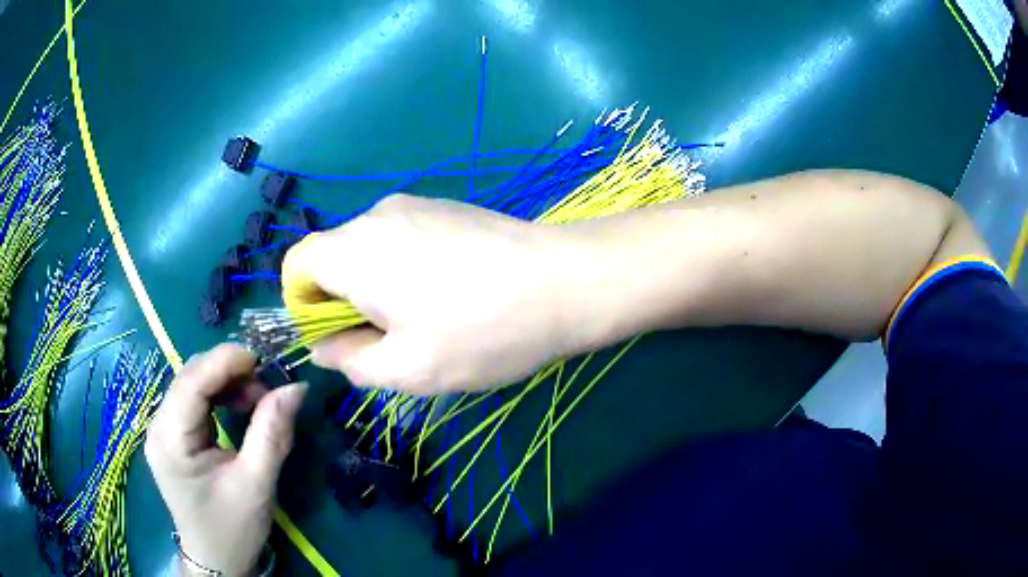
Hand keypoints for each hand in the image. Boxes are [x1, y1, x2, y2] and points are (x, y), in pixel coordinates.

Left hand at [145, 344, 306, 575]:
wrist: (216, 560)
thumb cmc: (233, 529)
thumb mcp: (257, 484)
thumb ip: (272, 434)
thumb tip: (296, 387)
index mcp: (170, 440)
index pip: (192, 382)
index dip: (225, 361)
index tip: (263, 358)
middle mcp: (158, 426)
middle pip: (190, 377)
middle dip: (229, 372)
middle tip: (267, 389)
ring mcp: (163, 430)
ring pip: (192, 384)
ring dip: (226, 383)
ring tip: (257, 402)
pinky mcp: (172, 435)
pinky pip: (195, 400)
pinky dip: (220, 396)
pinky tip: (239, 409)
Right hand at [282, 194, 578, 394]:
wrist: (565, 282)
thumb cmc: (481, 332)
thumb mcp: (405, 369)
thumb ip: (350, 361)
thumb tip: (324, 346)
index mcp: (354, 250)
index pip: (295, 265)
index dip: (302, 305)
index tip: (337, 338)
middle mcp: (377, 215)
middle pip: (333, 258)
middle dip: (345, 303)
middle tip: (388, 342)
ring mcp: (416, 205)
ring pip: (370, 251)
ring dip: (378, 289)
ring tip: (427, 322)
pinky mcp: (447, 207)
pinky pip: (403, 240)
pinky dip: (406, 270)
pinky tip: (452, 294)